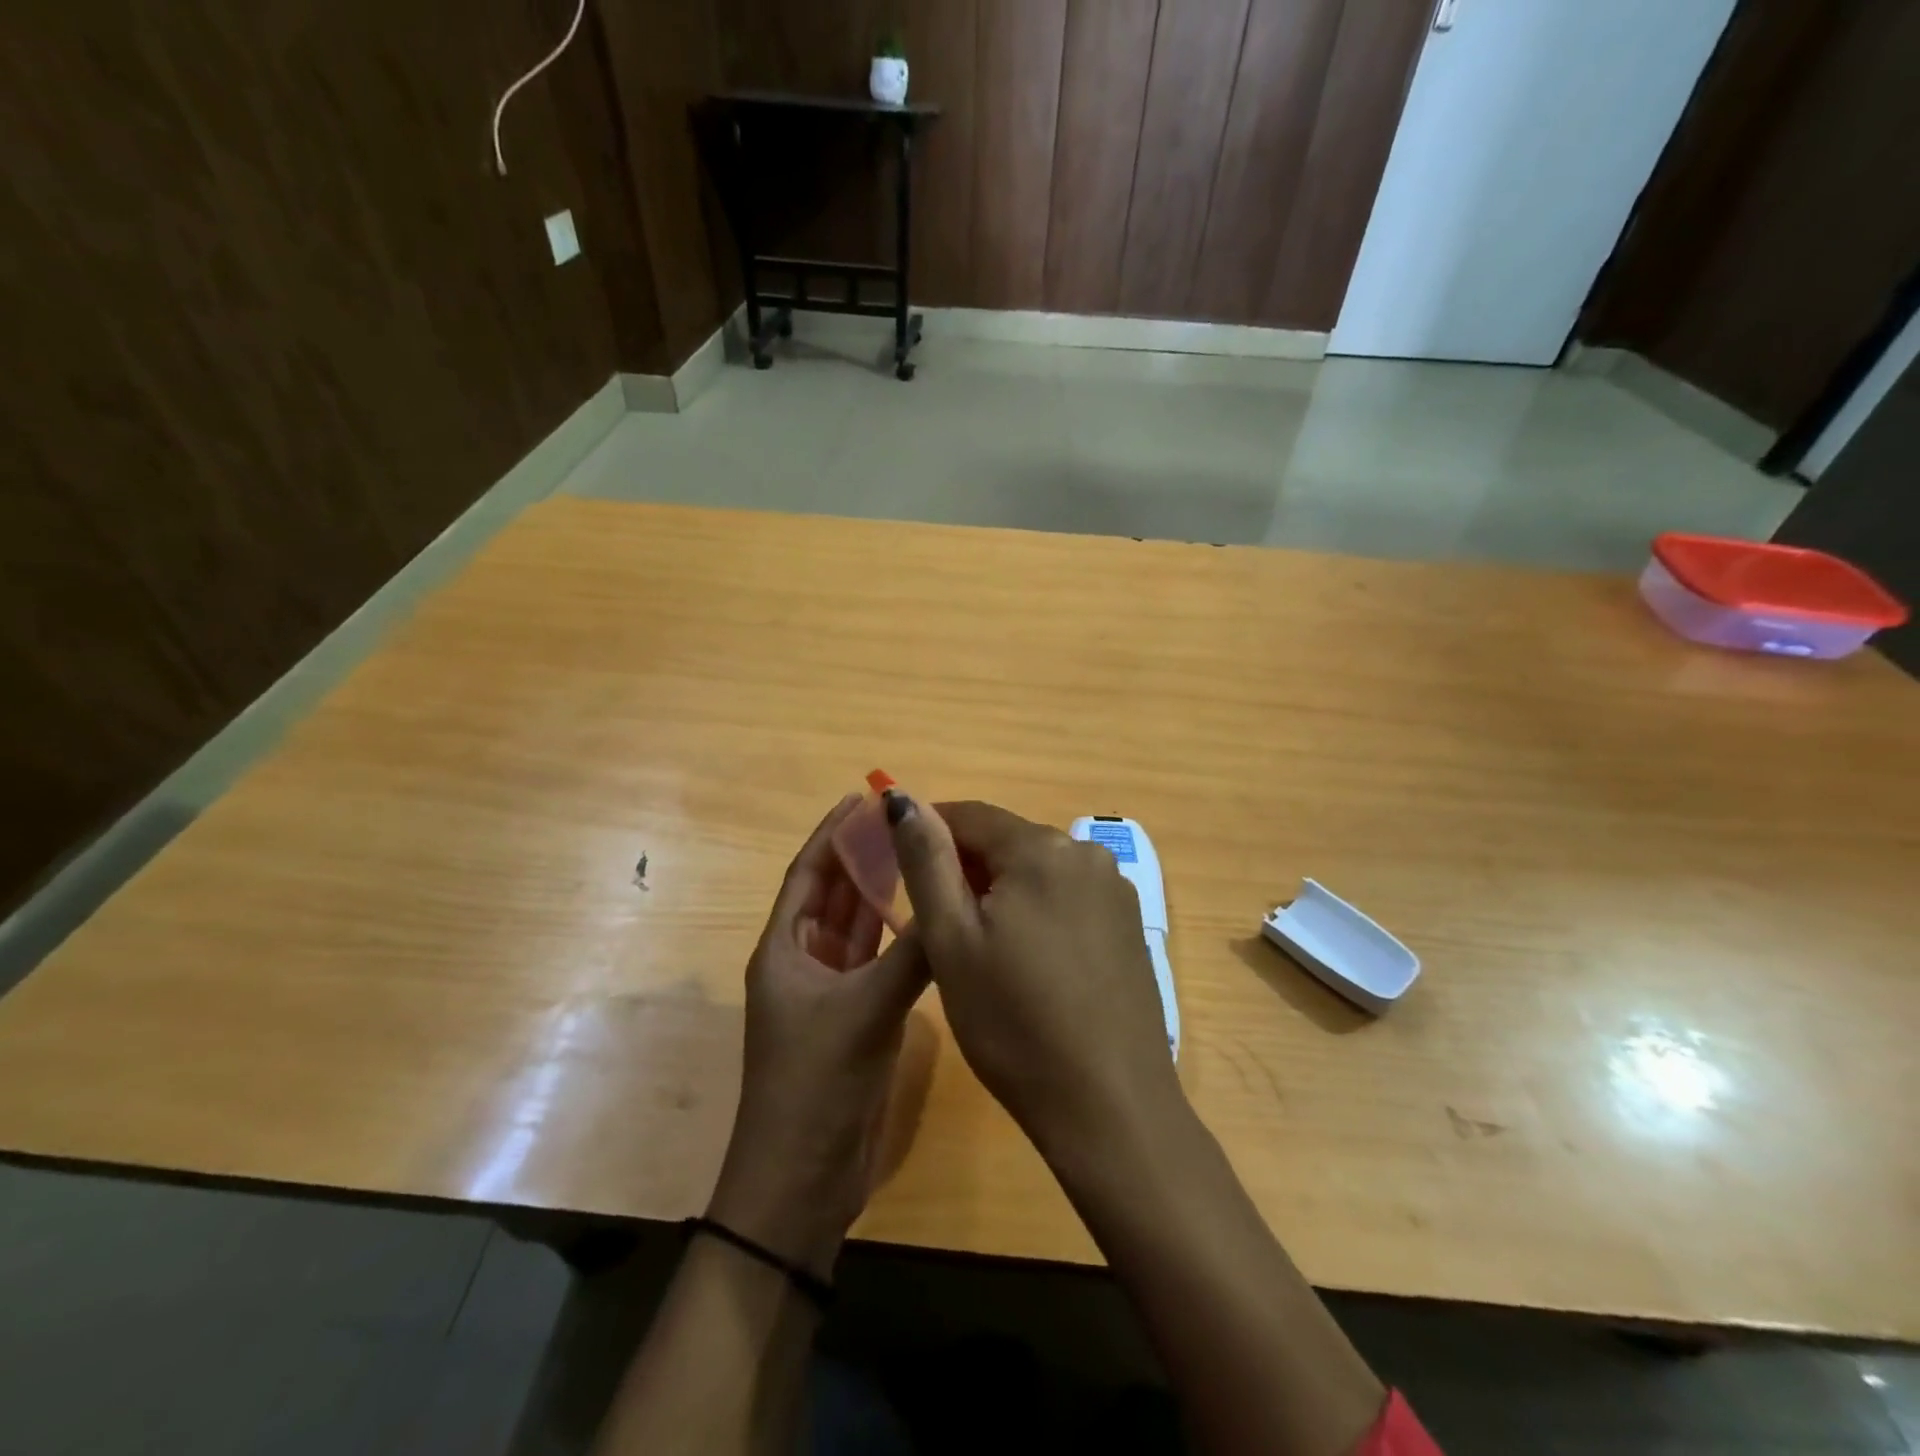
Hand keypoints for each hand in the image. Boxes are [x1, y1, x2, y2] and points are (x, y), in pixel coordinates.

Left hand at [707, 795, 929, 1277]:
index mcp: (784, 949)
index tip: (862, 796)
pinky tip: (929, 916)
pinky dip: (899, 936)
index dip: (831, 833)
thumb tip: (955, 903)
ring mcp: (832, 990)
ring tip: (921, 854)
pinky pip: (879, 960)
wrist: (802, 1182)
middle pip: (834, 893)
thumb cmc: (816, 1086)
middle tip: (905, 820)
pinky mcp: (857, 1017)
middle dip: (863, 855)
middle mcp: (805, 961)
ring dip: (883, 892)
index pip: (808, 874)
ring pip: (859, 926)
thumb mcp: (864, 1013)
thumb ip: (911, 956)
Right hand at [884, 793, 1181, 1153]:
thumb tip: (902, 798)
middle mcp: (1087, 853)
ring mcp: (1115, 889)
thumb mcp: (952, 940)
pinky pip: (1067, 897)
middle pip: (1007, 840)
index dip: (929, 832)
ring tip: (981, 949)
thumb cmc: (1014, 1023)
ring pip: (1037, 870)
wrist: (1110, 1106)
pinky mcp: (1130, 924)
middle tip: (938, 925)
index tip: (899, 867)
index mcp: (1042, 848)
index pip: (970, 814)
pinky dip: (1037, 911)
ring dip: (1001, 891)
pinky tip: (1028, 962)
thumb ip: (926, 859)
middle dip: (966, 868)